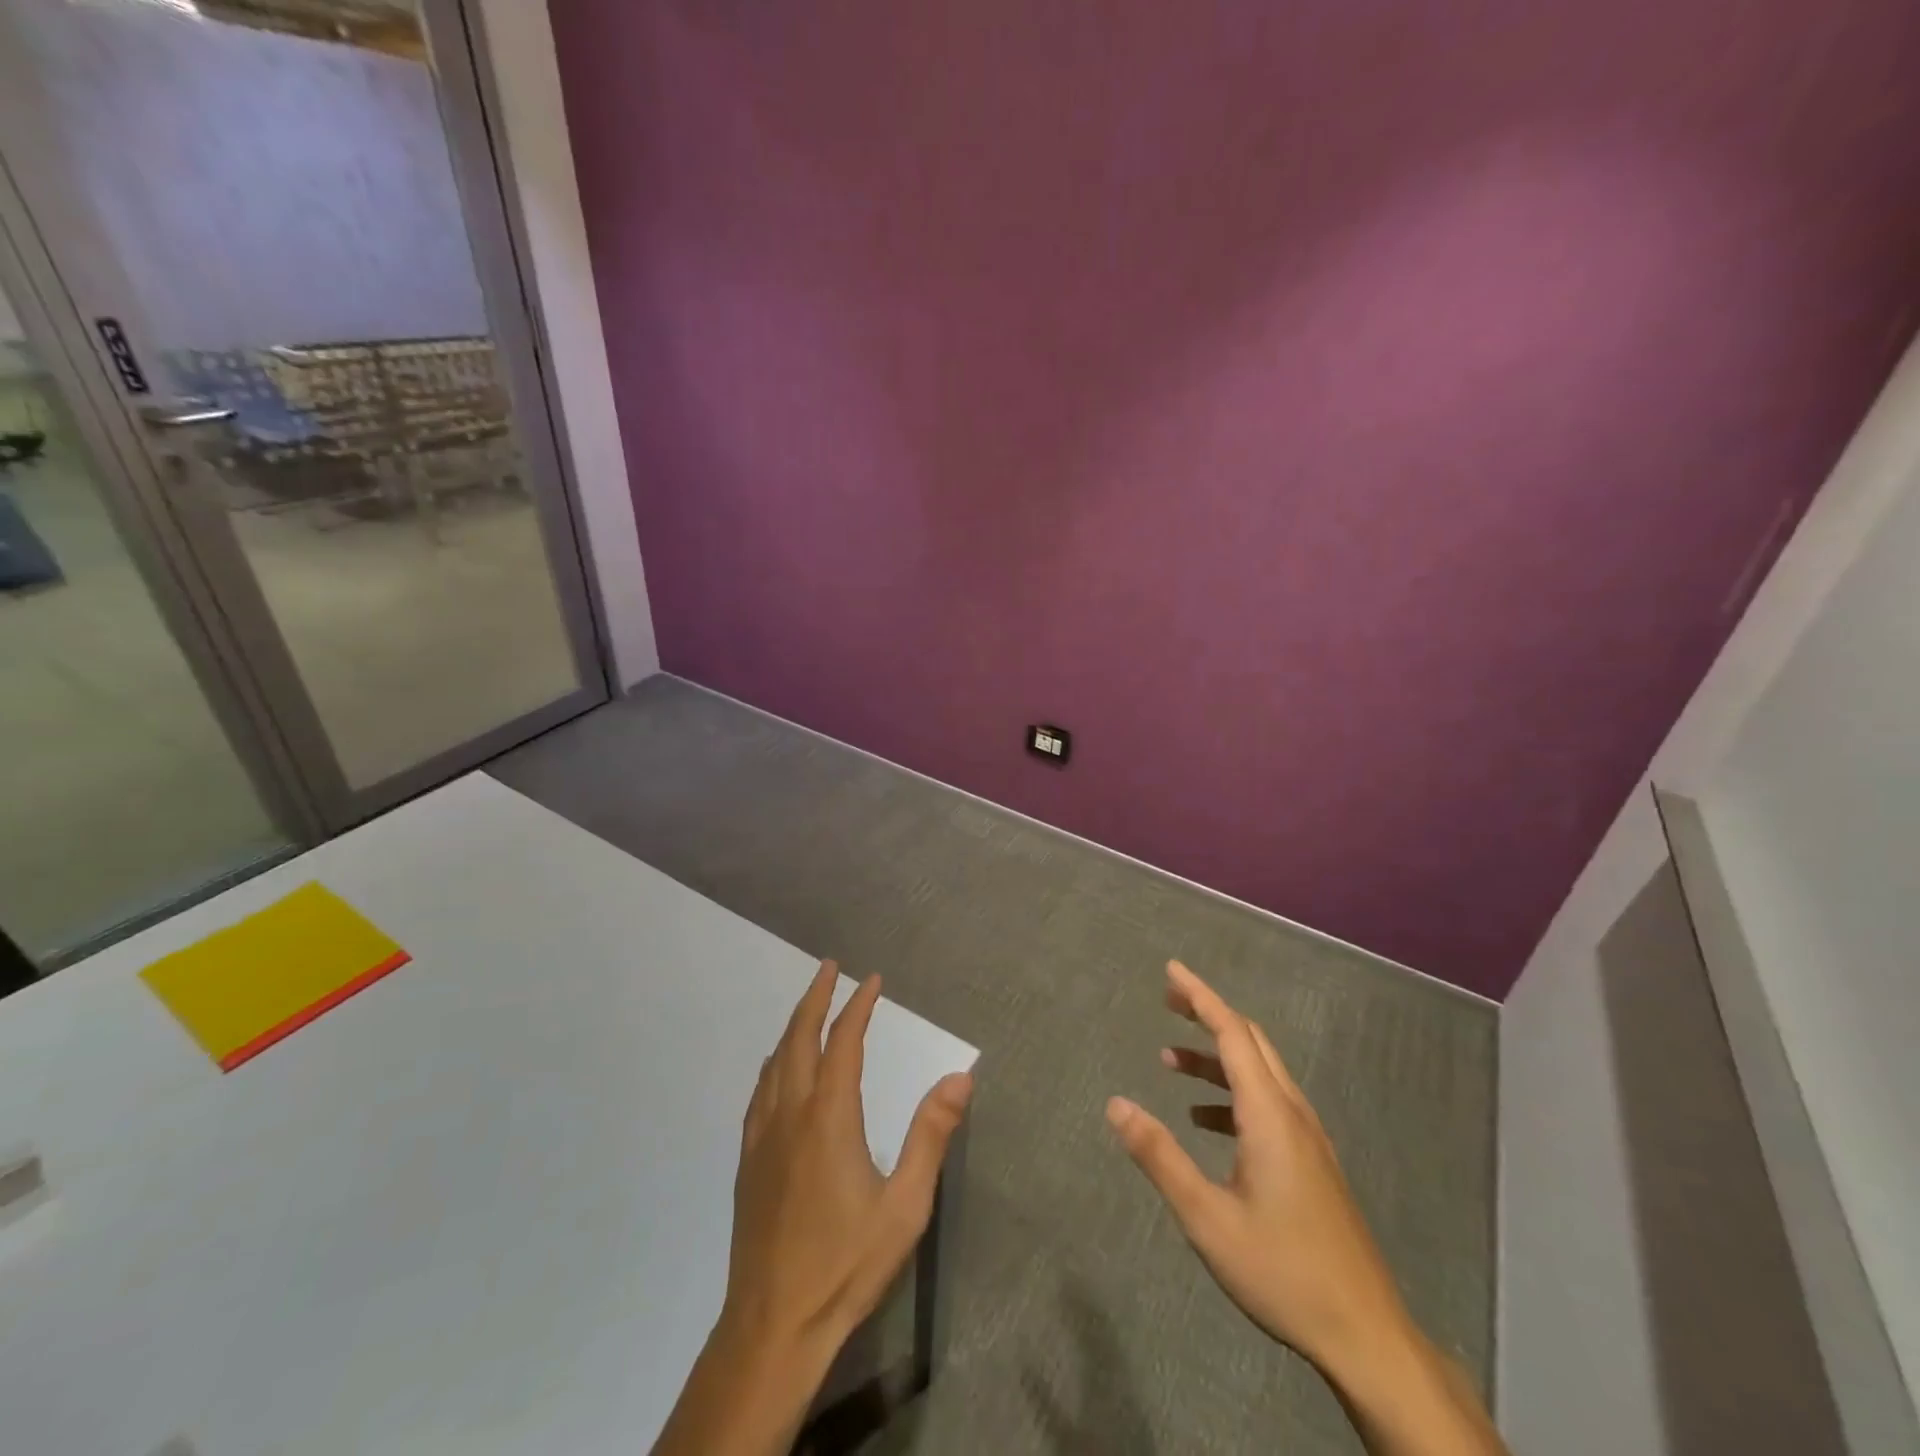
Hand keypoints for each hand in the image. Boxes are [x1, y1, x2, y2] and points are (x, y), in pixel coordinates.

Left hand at [725, 960, 972, 1349]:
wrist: (772, 1326)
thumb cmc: (845, 1264)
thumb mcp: (904, 1206)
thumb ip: (932, 1136)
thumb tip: (961, 1076)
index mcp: (829, 1118)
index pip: (844, 1043)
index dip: (858, 1006)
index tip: (872, 980)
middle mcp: (791, 1114)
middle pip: (799, 1038)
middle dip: (815, 997)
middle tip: (828, 968)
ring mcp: (763, 1137)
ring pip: (775, 1061)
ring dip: (793, 1025)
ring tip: (808, 1005)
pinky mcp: (748, 1161)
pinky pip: (760, 1091)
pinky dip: (774, 1062)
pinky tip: (778, 1069)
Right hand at [1106, 959, 1404, 1370]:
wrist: (1367, 1336)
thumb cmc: (1283, 1271)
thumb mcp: (1206, 1217)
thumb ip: (1158, 1155)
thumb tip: (1115, 1103)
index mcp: (1270, 1114)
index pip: (1232, 1032)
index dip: (1200, 996)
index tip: (1171, 970)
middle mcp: (1293, 1113)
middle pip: (1250, 1041)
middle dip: (1208, 1014)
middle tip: (1167, 1001)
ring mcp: (1308, 1138)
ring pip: (1260, 1072)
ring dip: (1215, 1057)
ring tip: (1169, 1061)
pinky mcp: (1312, 1162)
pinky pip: (1268, 1103)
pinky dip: (1232, 1093)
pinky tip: (1204, 1121)